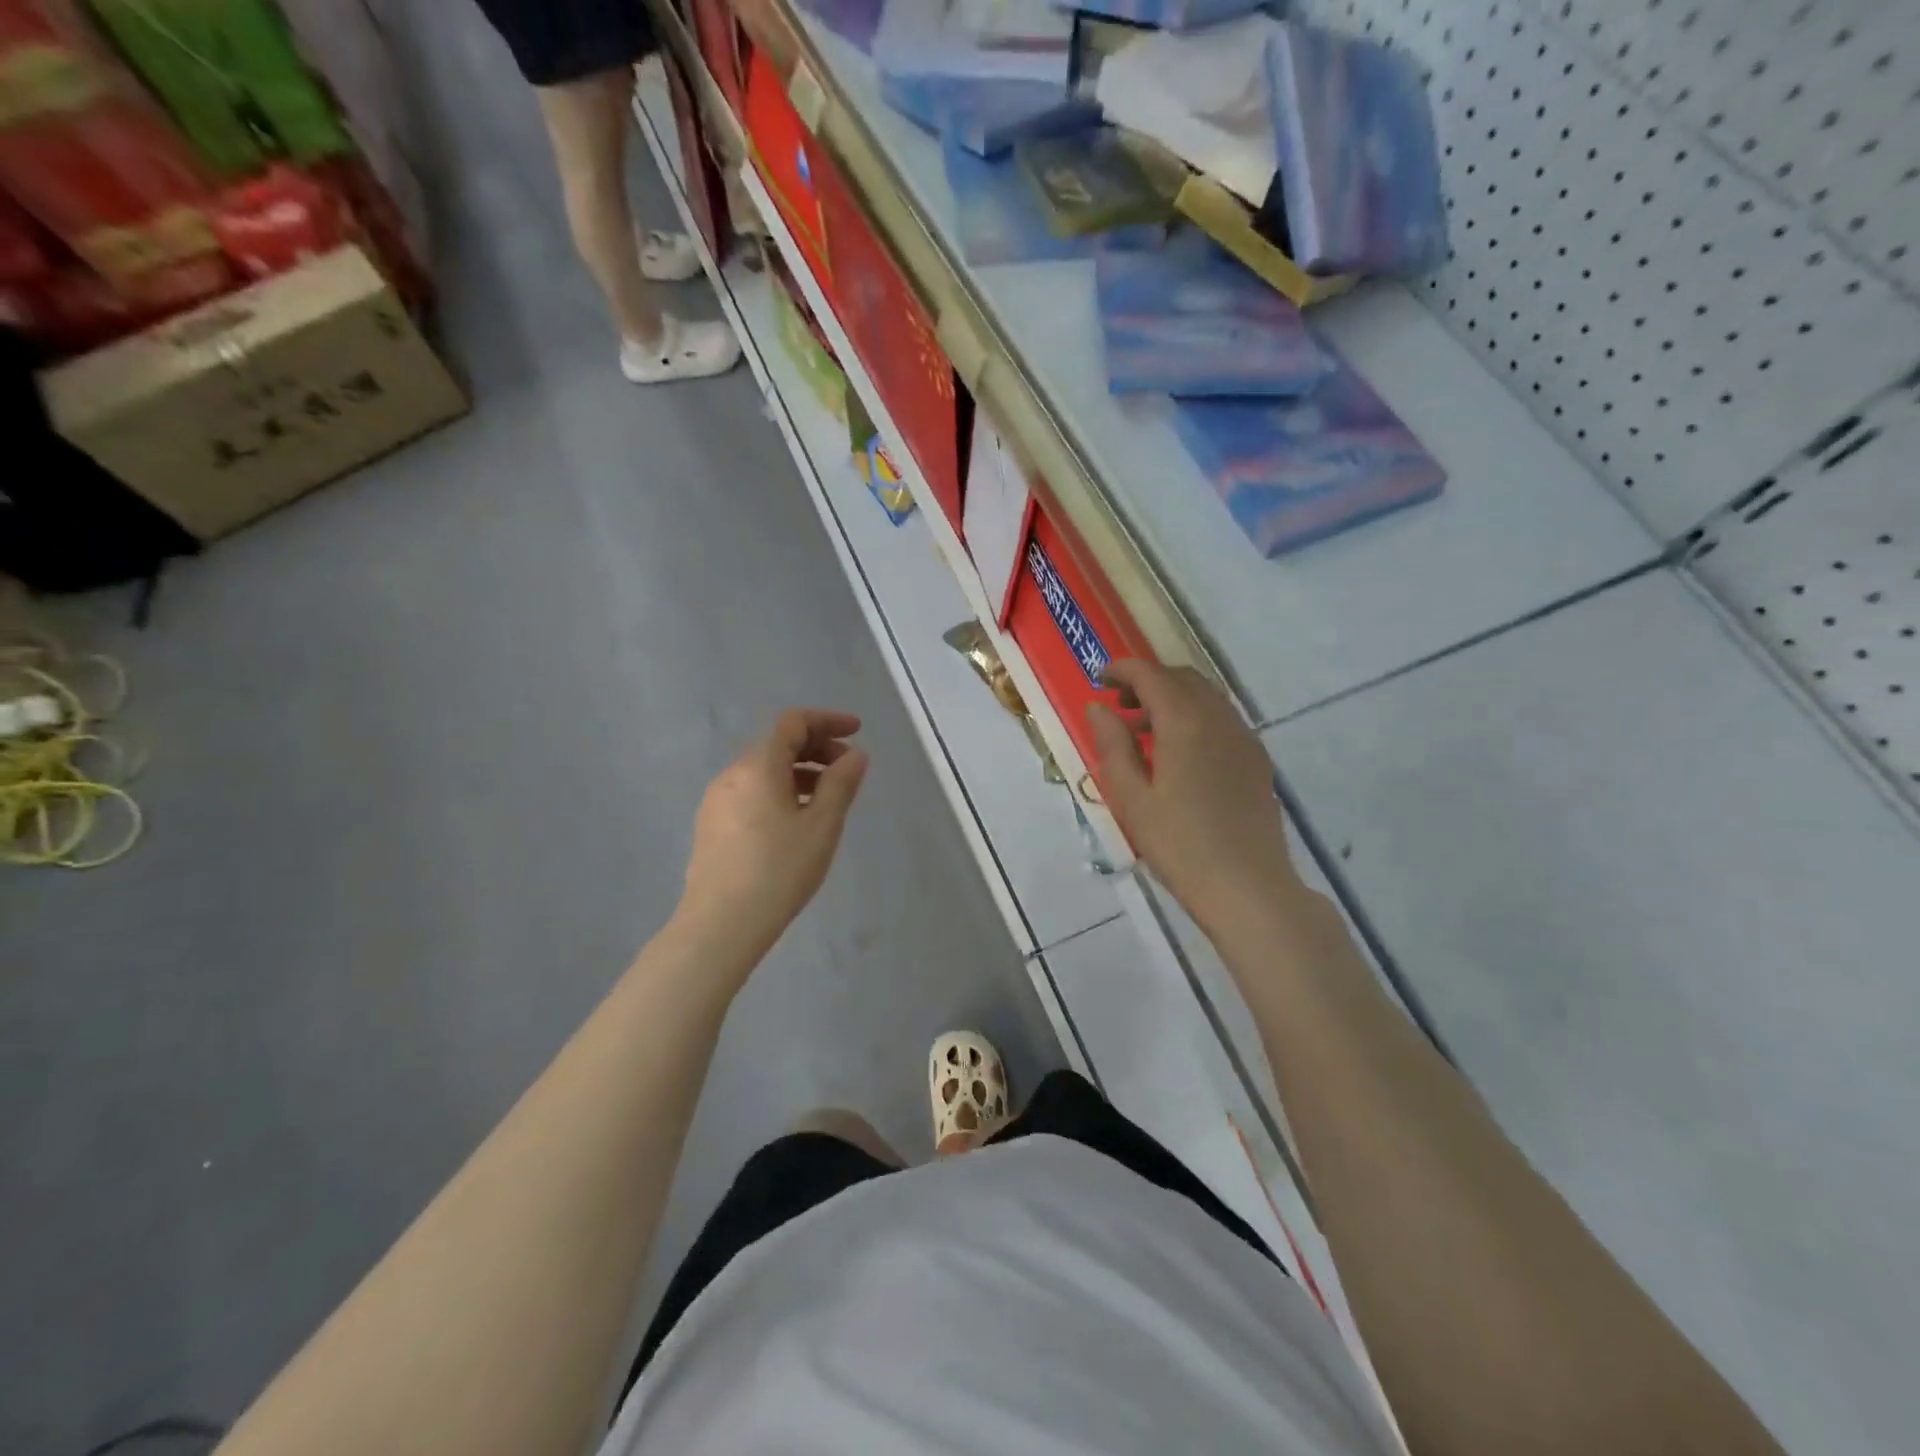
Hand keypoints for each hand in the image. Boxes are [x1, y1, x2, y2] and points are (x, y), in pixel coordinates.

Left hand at [679, 708, 868, 959]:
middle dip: (816, 747)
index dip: (828, 720)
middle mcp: (732, 774)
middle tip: (847, 769)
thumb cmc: (779, 870)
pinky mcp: (711, 824)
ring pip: (763, 770)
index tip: (857, 731)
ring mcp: (717, 800)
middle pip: (777, 743)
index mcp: (759, 765)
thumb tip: (855, 756)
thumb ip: (841, 784)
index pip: (793, 722)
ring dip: (799, 771)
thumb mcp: (822, 826)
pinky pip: (751, 791)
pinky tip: (794, 820)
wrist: (720, 924)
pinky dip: (779, 790)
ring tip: (826, 798)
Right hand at [1087, 661, 1299, 934]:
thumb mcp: (1131, 798)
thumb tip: (1098, 707)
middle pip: (1183, 678)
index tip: (1100, 679)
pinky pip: (1222, 719)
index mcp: (1185, 723)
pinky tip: (1179, 753)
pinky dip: (1195, 717)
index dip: (1123, 670)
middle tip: (1119, 704)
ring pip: (1206, 697)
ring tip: (1144, 730)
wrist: (1248, 887)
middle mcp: (1219, 719)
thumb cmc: (1179, 845)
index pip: (1151, 675)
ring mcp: (1244, 738)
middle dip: (1148, 681)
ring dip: (1173, 698)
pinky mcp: (1256, 760)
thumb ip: (1113, 746)